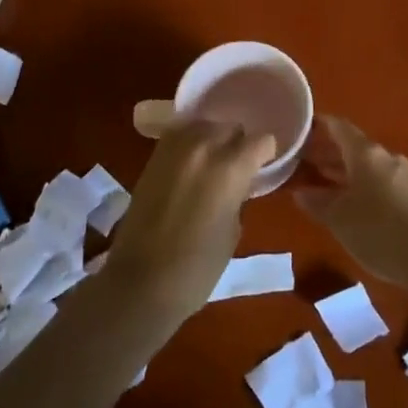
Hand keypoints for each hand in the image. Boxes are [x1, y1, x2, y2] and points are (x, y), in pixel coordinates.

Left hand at [100, 119, 275, 325]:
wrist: (141, 281)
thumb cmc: (198, 267)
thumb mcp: (233, 230)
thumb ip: (238, 195)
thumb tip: (235, 184)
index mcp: (230, 167)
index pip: (261, 141)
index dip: (266, 155)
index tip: (263, 169)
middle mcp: (203, 147)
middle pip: (230, 127)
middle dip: (238, 143)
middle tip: (237, 169)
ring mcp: (173, 149)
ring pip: (203, 126)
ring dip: (212, 140)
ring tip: (212, 165)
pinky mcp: (152, 158)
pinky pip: (179, 137)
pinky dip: (189, 146)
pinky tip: (191, 167)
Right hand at [294, 116, 407, 289]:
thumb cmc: (379, 232)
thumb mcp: (339, 219)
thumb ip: (317, 203)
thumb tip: (301, 192)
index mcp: (366, 154)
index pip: (339, 127)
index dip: (319, 126)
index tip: (301, 129)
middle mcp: (385, 157)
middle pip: (352, 146)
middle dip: (328, 152)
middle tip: (303, 160)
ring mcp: (402, 175)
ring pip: (366, 165)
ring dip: (343, 171)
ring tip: (320, 181)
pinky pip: (379, 180)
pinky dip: (360, 184)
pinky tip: (349, 202)